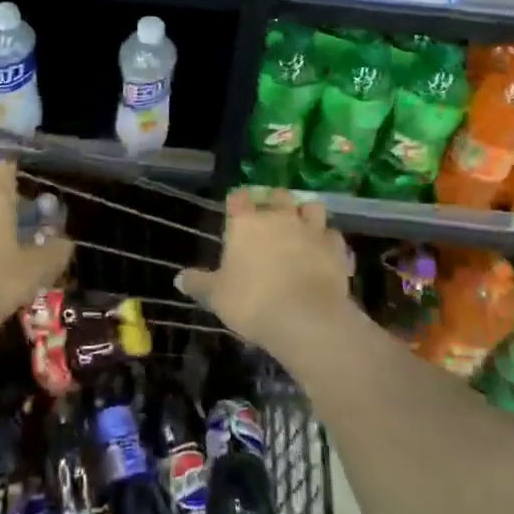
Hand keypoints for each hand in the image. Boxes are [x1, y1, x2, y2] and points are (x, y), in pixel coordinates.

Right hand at [177, 188, 355, 357]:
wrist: (305, 318)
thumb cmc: (253, 302)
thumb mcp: (217, 297)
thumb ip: (199, 284)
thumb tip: (178, 279)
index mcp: (247, 223)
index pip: (239, 198)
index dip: (237, 202)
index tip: (236, 210)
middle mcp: (280, 217)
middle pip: (278, 195)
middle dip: (275, 202)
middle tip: (271, 219)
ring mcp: (311, 230)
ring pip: (312, 208)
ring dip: (307, 215)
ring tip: (302, 228)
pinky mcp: (336, 248)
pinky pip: (334, 237)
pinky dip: (329, 242)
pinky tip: (325, 254)